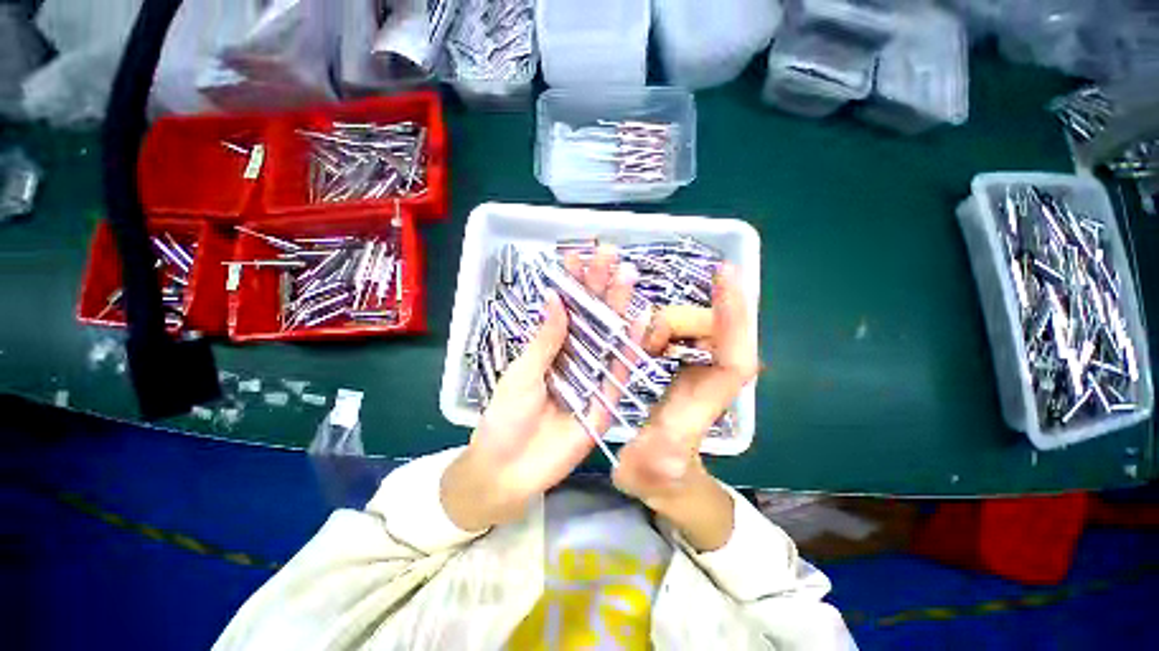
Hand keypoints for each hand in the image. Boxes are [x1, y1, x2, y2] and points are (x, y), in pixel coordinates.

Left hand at [442, 246, 641, 531]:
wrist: (510, 472)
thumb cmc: (505, 418)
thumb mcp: (522, 374)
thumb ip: (544, 341)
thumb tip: (557, 298)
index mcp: (550, 348)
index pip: (566, 308)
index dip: (572, 282)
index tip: (578, 255)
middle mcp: (574, 357)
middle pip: (590, 317)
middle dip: (599, 286)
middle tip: (610, 255)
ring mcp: (592, 377)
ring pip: (608, 337)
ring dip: (618, 308)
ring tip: (627, 276)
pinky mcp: (607, 399)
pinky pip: (620, 371)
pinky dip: (631, 346)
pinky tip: (641, 319)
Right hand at [613, 264, 758, 550]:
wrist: (667, 475)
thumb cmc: (659, 474)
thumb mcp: (648, 472)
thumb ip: (655, 463)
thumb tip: (661, 448)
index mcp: (705, 405)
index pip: (735, 357)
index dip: (735, 317)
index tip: (725, 275)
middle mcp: (712, 378)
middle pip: (711, 329)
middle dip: (678, 322)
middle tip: (647, 343)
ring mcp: (702, 366)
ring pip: (697, 323)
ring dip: (670, 322)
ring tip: (644, 346)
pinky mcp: (688, 361)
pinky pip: (684, 328)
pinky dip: (666, 322)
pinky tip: (645, 336)